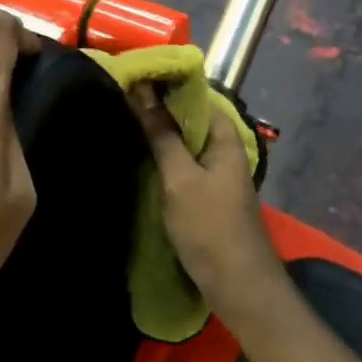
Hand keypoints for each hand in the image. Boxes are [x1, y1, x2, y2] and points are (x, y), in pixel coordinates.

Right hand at [129, 83, 285, 320]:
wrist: (238, 286)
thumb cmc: (210, 227)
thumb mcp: (180, 178)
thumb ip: (162, 135)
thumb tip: (142, 92)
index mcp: (225, 137)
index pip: (196, 95)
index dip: (168, 84)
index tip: (135, 76)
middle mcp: (225, 149)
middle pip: (191, 117)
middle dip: (160, 107)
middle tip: (123, 96)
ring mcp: (218, 172)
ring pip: (187, 141)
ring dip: (162, 131)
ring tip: (126, 119)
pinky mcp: (209, 193)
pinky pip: (186, 162)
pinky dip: (167, 154)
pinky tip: (143, 155)